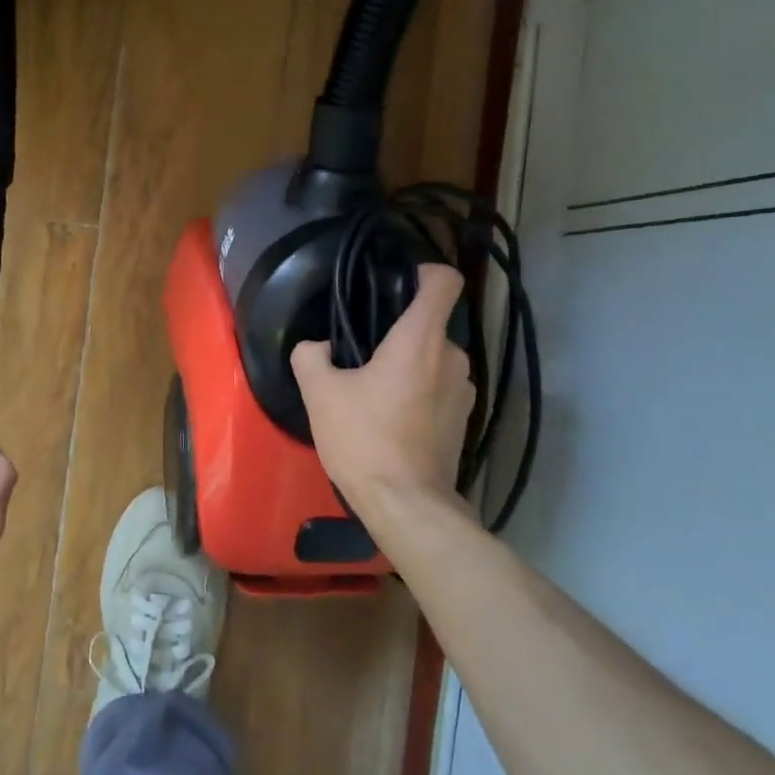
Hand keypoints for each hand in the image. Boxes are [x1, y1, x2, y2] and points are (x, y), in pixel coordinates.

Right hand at [291, 264, 477, 527]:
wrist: (406, 504)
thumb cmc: (363, 439)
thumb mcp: (319, 394)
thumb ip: (310, 356)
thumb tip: (318, 347)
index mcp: (420, 340)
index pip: (443, 281)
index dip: (424, 271)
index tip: (397, 281)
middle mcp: (452, 357)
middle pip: (430, 324)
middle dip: (399, 332)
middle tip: (362, 355)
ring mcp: (463, 390)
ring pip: (434, 359)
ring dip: (409, 365)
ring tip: (374, 390)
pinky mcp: (463, 419)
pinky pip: (439, 387)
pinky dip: (419, 391)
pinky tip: (390, 418)